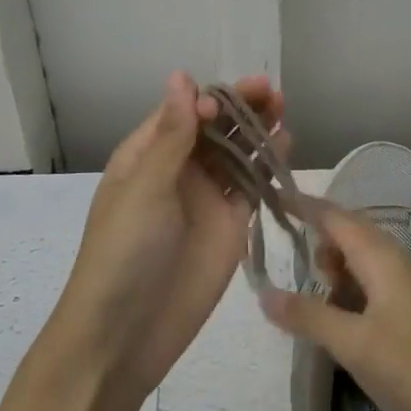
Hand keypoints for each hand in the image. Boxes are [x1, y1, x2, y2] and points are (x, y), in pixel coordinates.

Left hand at [54, 70, 284, 398]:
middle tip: (271, 93)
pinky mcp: (230, 225)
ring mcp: (206, 198)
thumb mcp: (145, 187)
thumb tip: (181, 75)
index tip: (226, 104)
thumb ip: (172, 134)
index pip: (183, 111)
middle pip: (215, 128)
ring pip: (236, 153)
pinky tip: (285, 147)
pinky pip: (251, 186)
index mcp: (148, 154)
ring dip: (257, 130)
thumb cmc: (124, 252)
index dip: (208, 100)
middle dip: (240, 107)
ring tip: (282, 111)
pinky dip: (267, 166)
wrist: (125, 334)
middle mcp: (178, 170)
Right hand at [258, 205, 410, 410]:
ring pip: (358, 260)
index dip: (303, 205)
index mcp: (382, 257)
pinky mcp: (408, 312)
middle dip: (316, 240)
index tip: (271, 196)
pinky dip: (346, 291)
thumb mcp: (352, 344)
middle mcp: (394, 262)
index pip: (335, 217)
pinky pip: (369, 284)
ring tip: (313, 300)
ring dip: (332, 270)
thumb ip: (308, 315)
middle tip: (286, 260)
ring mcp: (405, 287)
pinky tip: (335, 319)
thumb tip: (264, 293)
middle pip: (348, 233)